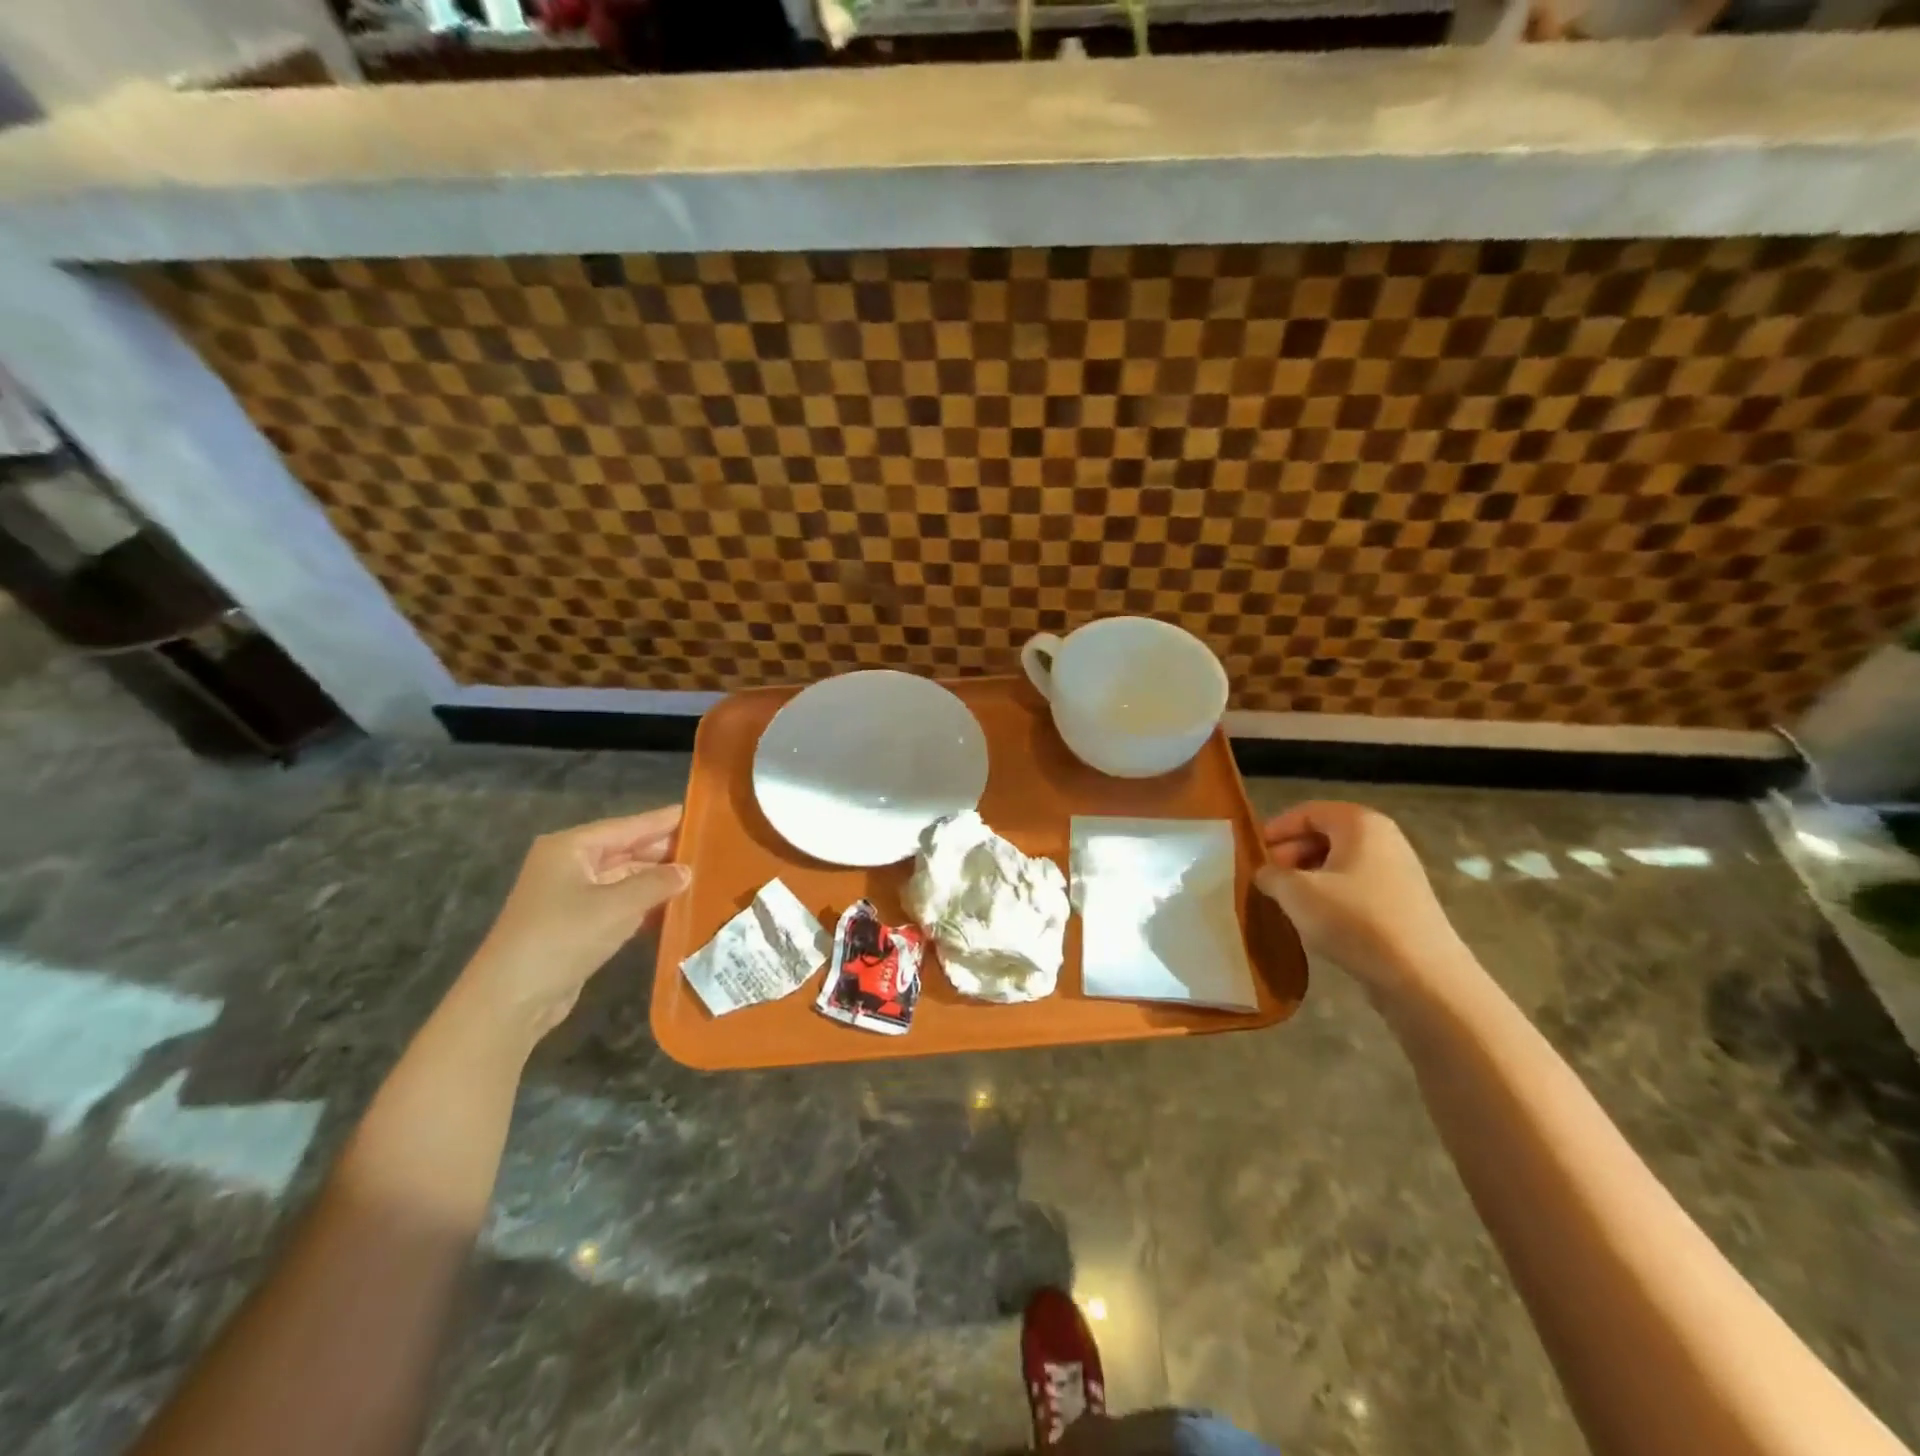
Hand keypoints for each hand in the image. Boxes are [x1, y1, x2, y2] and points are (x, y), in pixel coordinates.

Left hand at [457, 805, 690, 1040]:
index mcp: (570, 847)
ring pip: (621, 877)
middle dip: (661, 851)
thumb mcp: (618, 906)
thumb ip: (656, 883)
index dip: (662, 821)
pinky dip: (641, 902)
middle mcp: (567, 864)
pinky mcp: (573, 923)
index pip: (627, 827)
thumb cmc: (563, 937)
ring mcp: (568, 895)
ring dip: (654, 879)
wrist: (511, 998)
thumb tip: (686, 871)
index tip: (696, 814)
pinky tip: (670, 905)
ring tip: (696, 874)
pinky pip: (616, 902)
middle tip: (705, 847)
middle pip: (624, 850)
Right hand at [1256, 801, 1468, 1005]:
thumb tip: (1265, 873)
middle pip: (1325, 836)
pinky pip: (1356, 888)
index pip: (1308, 812)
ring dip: (1308, 878)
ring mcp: (1398, 873)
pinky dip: (1331, 897)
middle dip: (1290, 855)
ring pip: (1340, 865)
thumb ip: (1271, 875)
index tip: (1253, 853)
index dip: (1276, 829)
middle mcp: (1384, 840)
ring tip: (1286, 902)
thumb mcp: (1296, 893)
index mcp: (1360, 824)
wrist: (1422, 978)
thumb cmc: (1355, 920)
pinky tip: (1316, 922)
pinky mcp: (1403, 905)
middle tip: (1267, 879)